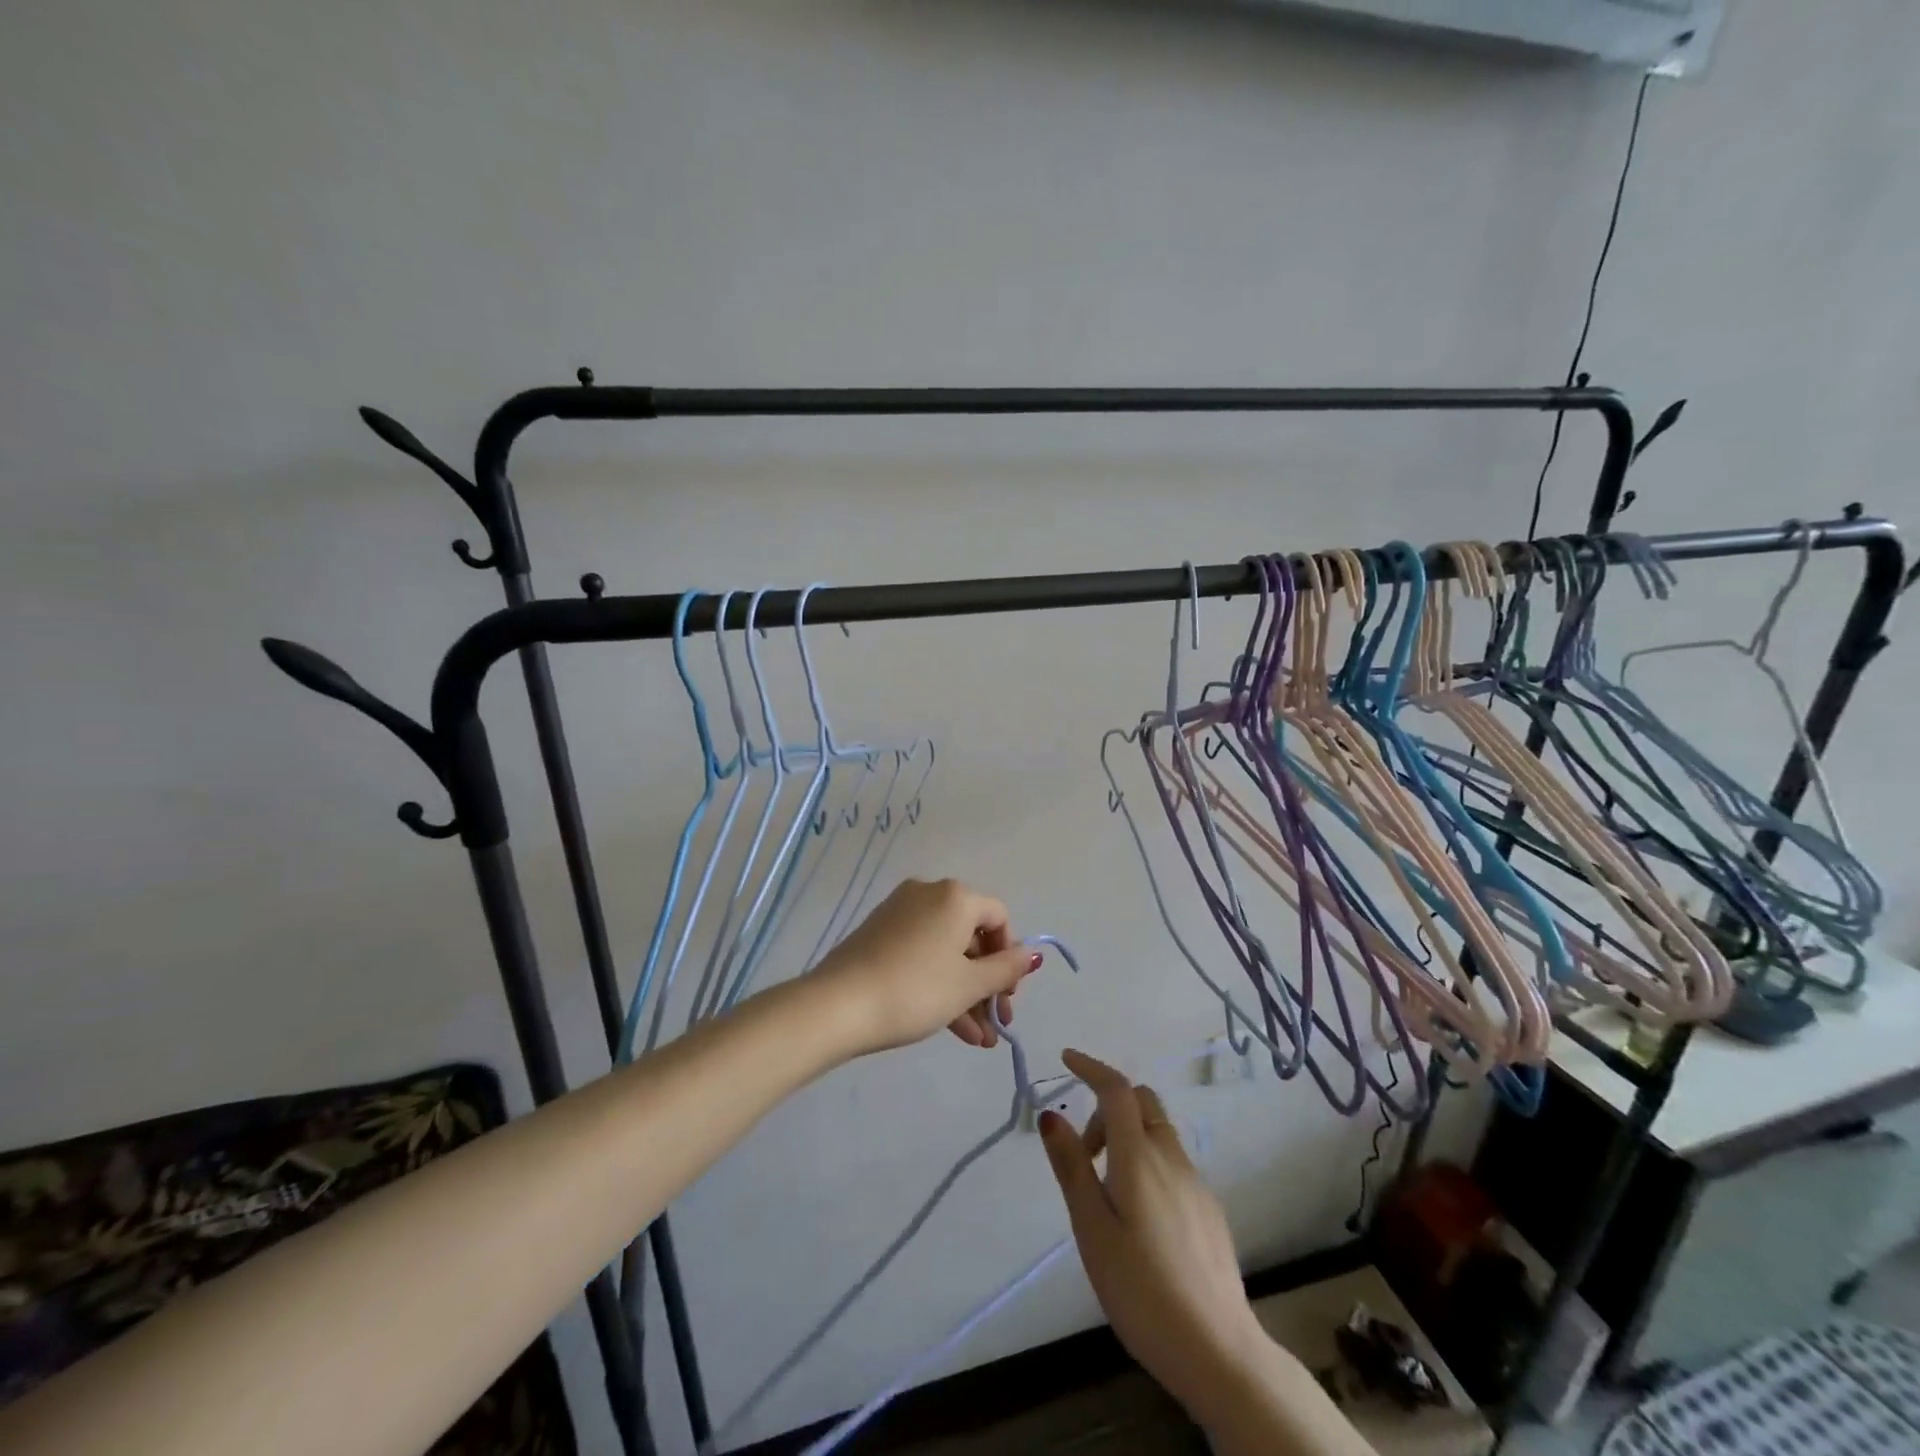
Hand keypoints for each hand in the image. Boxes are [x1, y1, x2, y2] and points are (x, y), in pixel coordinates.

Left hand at [808, 879, 1041, 1056]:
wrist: (838, 1005)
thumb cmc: (916, 990)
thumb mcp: (969, 984)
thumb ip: (1006, 969)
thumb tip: (1033, 954)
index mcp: (955, 896)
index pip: (999, 917)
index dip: (1010, 957)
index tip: (1009, 995)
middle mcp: (928, 894)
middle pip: (972, 936)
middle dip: (988, 984)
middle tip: (997, 1023)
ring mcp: (899, 913)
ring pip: (946, 952)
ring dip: (966, 994)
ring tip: (978, 1041)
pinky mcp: (879, 935)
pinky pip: (922, 955)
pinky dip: (939, 985)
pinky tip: (953, 1030)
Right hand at [1039, 1050, 1265, 1424]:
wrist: (1218, 1350)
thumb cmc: (1141, 1289)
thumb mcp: (1092, 1230)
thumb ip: (1072, 1167)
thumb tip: (1050, 1114)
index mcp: (1139, 1157)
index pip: (1116, 1089)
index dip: (1091, 1067)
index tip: (1067, 1059)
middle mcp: (1171, 1157)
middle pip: (1142, 1102)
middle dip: (1108, 1106)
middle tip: (1085, 1151)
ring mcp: (1195, 1182)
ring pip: (1158, 1132)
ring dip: (1128, 1135)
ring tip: (1106, 1191)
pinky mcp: (1208, 1209)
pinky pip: (1172, 1161)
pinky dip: (1147, 1160)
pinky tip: (1139, 1216)